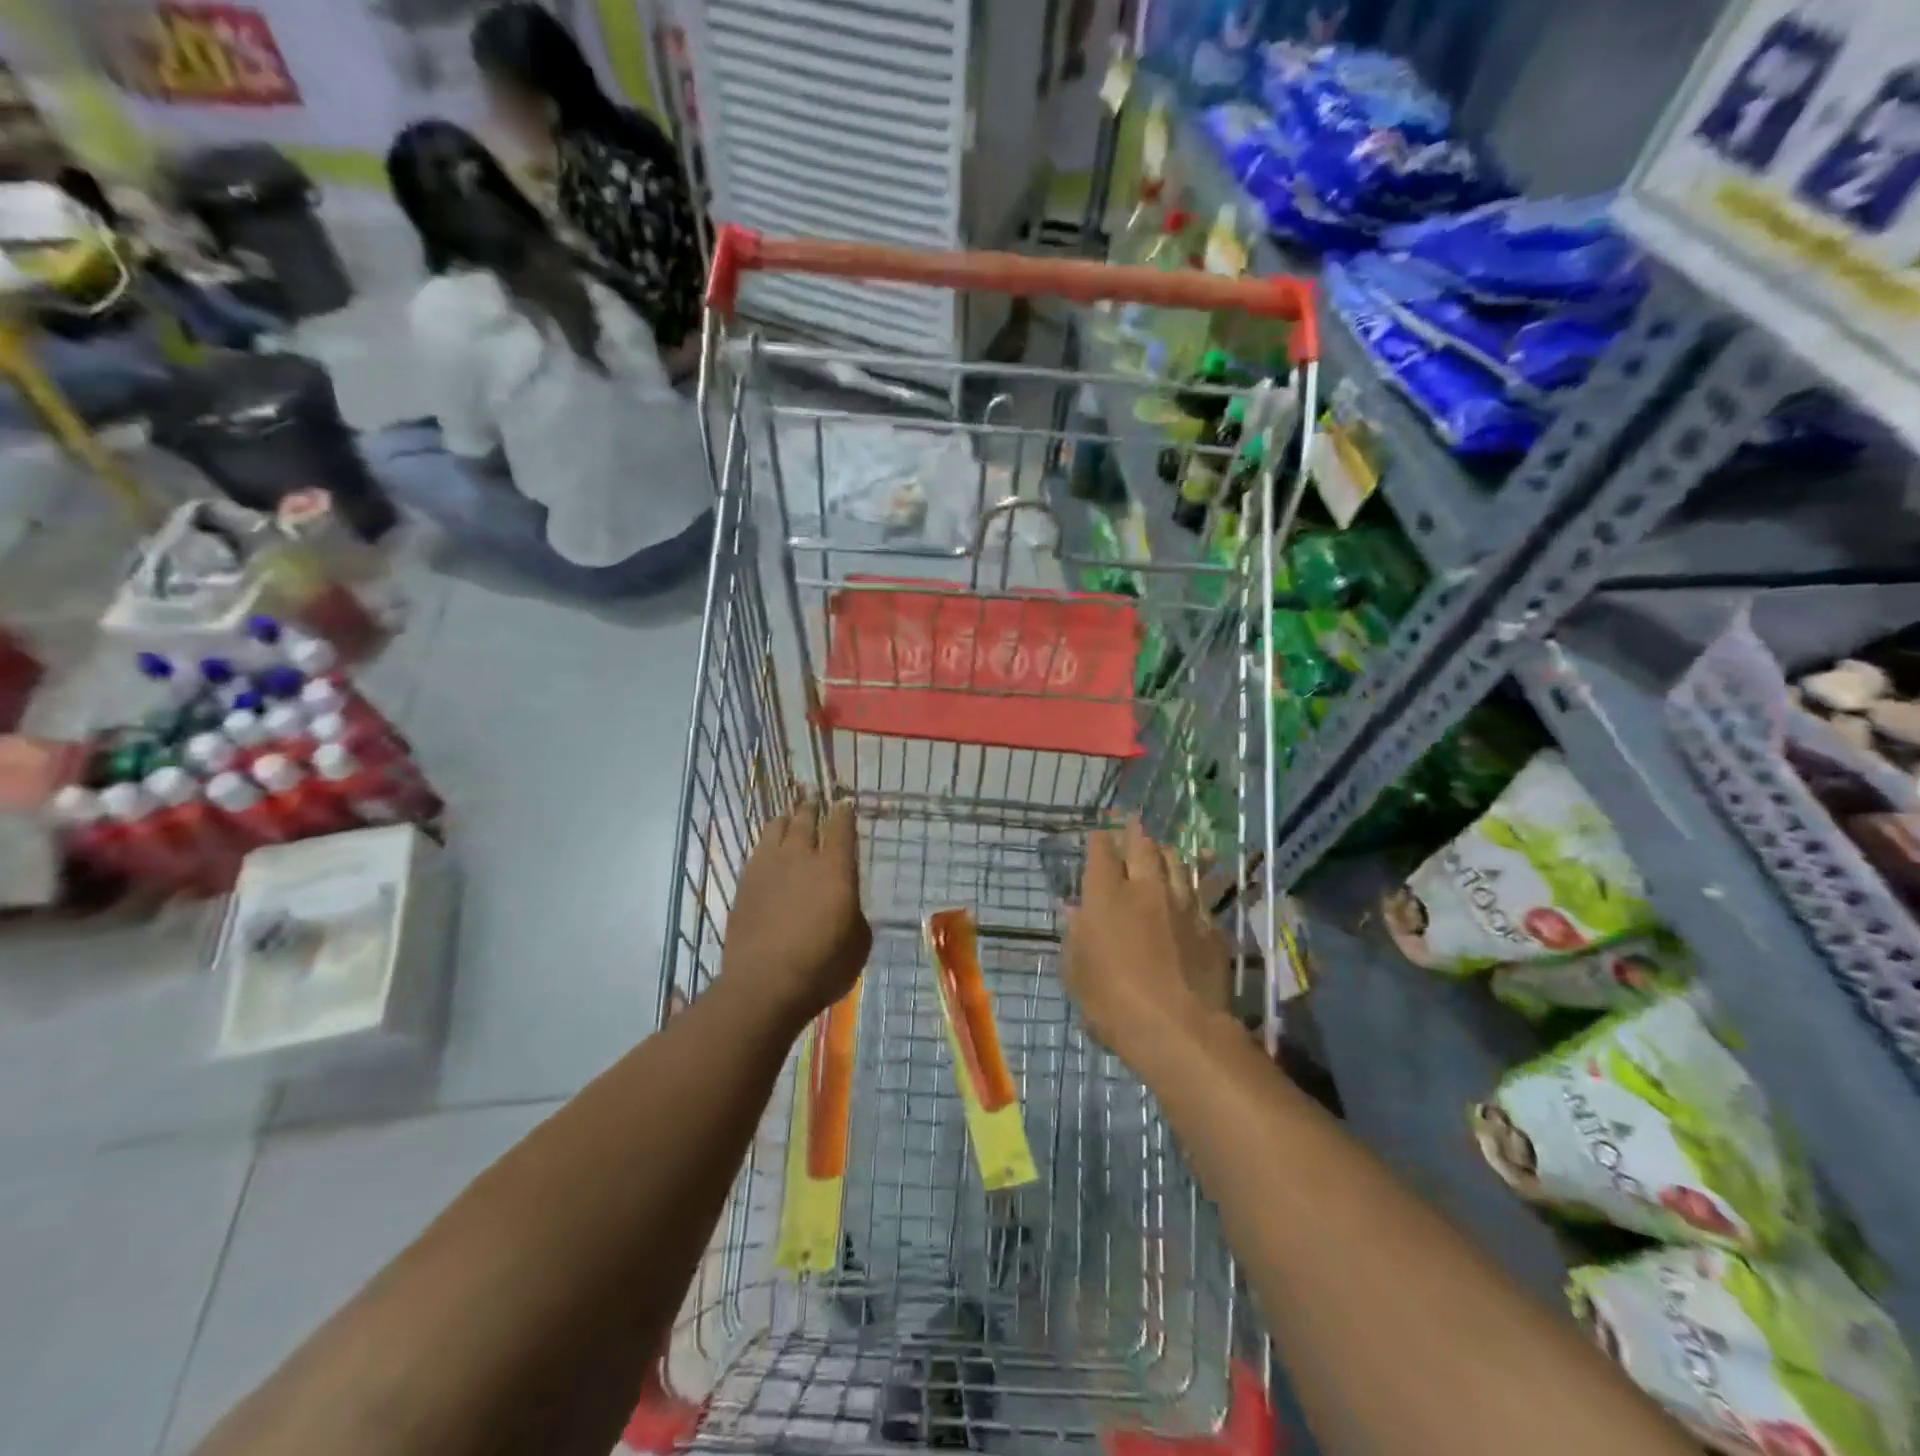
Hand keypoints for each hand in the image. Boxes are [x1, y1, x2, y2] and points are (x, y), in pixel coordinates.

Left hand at [721, 796, 871, 1030]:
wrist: (765, 983)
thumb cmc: (823, 965)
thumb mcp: (858, 942)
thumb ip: (853, 912)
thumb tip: (845, 904)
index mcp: (835, 868)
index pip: (840, 827)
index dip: (843, 813)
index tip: (844, 804)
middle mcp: (800, 857)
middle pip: (805, 820)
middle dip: (811, 806)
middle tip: (812, 796)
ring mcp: (768, 868)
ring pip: (776, 829)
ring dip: (785, 819)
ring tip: (788, 816)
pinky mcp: (744, 885)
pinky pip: (757, 852)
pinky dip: (766, 844)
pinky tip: (767, 849)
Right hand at [1062, 821, 1233, 1072]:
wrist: (1179, 1029)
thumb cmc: (1112, 1003)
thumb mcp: (1076, 972)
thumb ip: (1074, 935)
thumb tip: (1071, 909)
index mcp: (1106, 896)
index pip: (1101, 853)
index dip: (1099, 841)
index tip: (1098, 835)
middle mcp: (1146, 890)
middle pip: (1143, 848)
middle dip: (1136, 833)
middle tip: (1134, 822)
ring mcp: (1183, 905)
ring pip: (1177, 865)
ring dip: (1167, 853)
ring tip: (1163, 848)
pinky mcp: (1211, 927)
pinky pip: (1200, 896)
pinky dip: (1192, 887)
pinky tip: (1192, 890)